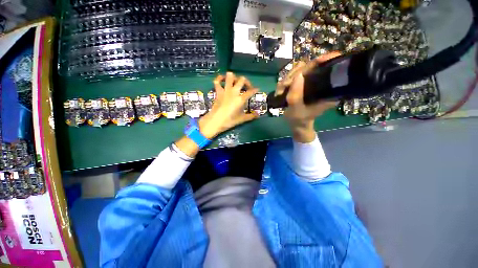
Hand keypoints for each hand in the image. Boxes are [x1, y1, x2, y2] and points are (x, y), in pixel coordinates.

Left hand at [198, 72, 259, 138]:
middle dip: (246, 82)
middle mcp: (234, 92)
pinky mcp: (218, 91)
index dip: (255, 90)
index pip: (250, 91)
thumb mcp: (241, 119)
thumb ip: (251, 116)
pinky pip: (217, 81)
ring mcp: (225, 90)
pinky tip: (222, 79)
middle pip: (242, 80)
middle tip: (247, 87)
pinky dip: (220, 78)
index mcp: (241, 99)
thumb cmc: (229, 121)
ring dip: (234, 77)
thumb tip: (258, 115)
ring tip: (236, 82)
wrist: (215, 121)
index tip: (257, 89)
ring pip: (230, 76)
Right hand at [276, 52, 340, 142]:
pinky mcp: (303, 84)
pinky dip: (285, 82)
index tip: (317, 61)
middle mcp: (321, 83)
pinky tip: (281, 91)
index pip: (330, 68)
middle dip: (295, 74)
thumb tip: (298, 75)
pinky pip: (293, 76)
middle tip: (284, 87)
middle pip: (310, 66)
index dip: (325, 60)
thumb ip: (296, 95)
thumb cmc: (299, 119)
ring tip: (281, 91)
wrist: (297, 123)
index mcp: (327, 90)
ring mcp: (311, 82)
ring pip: (299, 70)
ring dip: (287, 79)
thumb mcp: (296, 109)